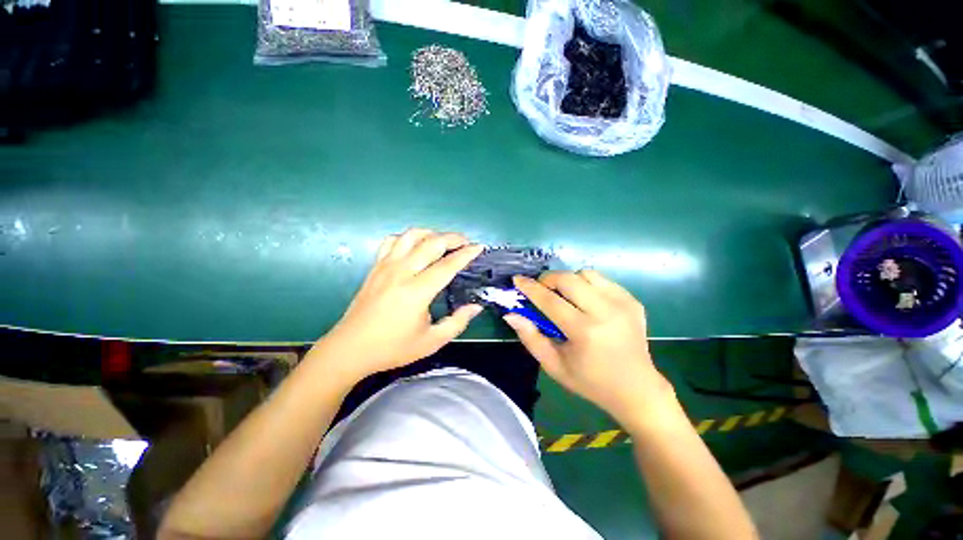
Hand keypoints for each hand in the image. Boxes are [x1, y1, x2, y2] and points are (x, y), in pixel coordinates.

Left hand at [310, 229, 483, 382]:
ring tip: (442, 241)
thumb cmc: (392, 347)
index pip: (447, 265)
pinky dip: (407, 238)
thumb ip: (457, 323)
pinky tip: (414, 246)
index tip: (479, 247)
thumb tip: (475, 307)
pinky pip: (391, 241)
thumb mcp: (431, 342)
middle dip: (452, 238)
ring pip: (410, 236)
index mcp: (417, 291)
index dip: (466, 254)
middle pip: (431, 243)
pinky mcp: (375, 267)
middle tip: (465, 242)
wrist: (350, 349)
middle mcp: (401, 272)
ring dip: (430, 233)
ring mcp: (385, 266)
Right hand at [505, 270, 675, 427]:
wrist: (637, 389)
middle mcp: (606, 312)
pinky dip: (587, 284)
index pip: (550, 300)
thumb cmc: (590, 381)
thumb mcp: (554, 365)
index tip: (517, 279)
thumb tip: (511, 314)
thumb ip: (530, 337)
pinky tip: (585, 300)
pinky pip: (602, 280)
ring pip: (586, 274)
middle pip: (569, 279)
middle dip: (548, 279)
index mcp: (584, 332)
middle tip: (542, 290)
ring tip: (564, 296)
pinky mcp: (633, 301)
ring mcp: (623, 304)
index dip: (530, 288)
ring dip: (569, 280)